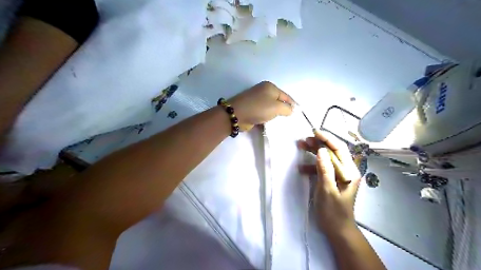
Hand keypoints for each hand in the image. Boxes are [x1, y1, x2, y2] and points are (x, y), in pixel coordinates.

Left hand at [228, 80, 293, 129]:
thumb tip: (291, 110)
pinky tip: (270, 123)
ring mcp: (256, 100)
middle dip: (283, 110)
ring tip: (280, 122)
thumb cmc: (259, 108)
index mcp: (270, 87)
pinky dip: (267, 118)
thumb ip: (287, 108)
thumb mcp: (277, 107)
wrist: (237, 114)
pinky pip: (263, 113)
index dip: (293, 104)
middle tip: (289, 119)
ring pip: (270, 108)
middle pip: (278, 101)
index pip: (286, 96)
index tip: (298, 113)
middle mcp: (263, 91)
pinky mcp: (252, 108)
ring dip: (275, 115)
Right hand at [298, 132, 360, 237]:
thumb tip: (320, 150)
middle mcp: (346, 170)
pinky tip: (301, 168)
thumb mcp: (327, 190)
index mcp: (349, 172)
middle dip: (318, 144)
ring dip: (314, 152)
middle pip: (332, 152)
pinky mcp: (331, 180)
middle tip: (304, 139)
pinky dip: (312, 166)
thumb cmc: (333, 211)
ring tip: (301, 146)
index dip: (327, 139)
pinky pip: (322, 168)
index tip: (314, 132)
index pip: (339, 149)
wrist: (337, 229)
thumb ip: (325, 169)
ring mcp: (338, 175)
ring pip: (326, 158)